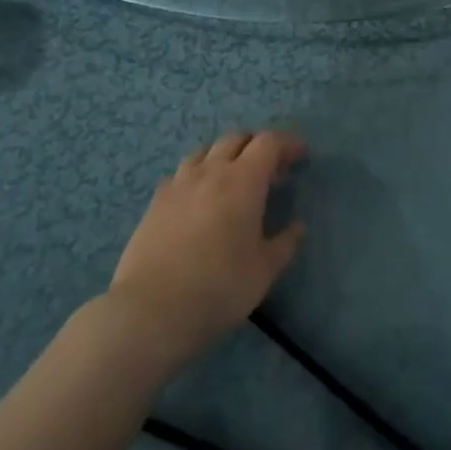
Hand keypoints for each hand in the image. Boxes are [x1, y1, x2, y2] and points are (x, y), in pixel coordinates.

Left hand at [108, 130, 306, 364]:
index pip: (269, 143)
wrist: (150, 311)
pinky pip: (181, 173)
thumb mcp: (264, 271)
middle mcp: (211, 171)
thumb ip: (284, 244)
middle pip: (236, 138)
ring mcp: (179, 183)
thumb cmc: (218, 287)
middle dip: (257, 145)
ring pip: (206, 151)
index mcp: (244, 180)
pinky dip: (197, 174)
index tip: (300, 155)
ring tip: (233, 177)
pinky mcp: (156, 202)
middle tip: (270, 168)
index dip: (287, 143)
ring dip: (225, 155)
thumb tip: (297, 227)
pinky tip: (198, 197)